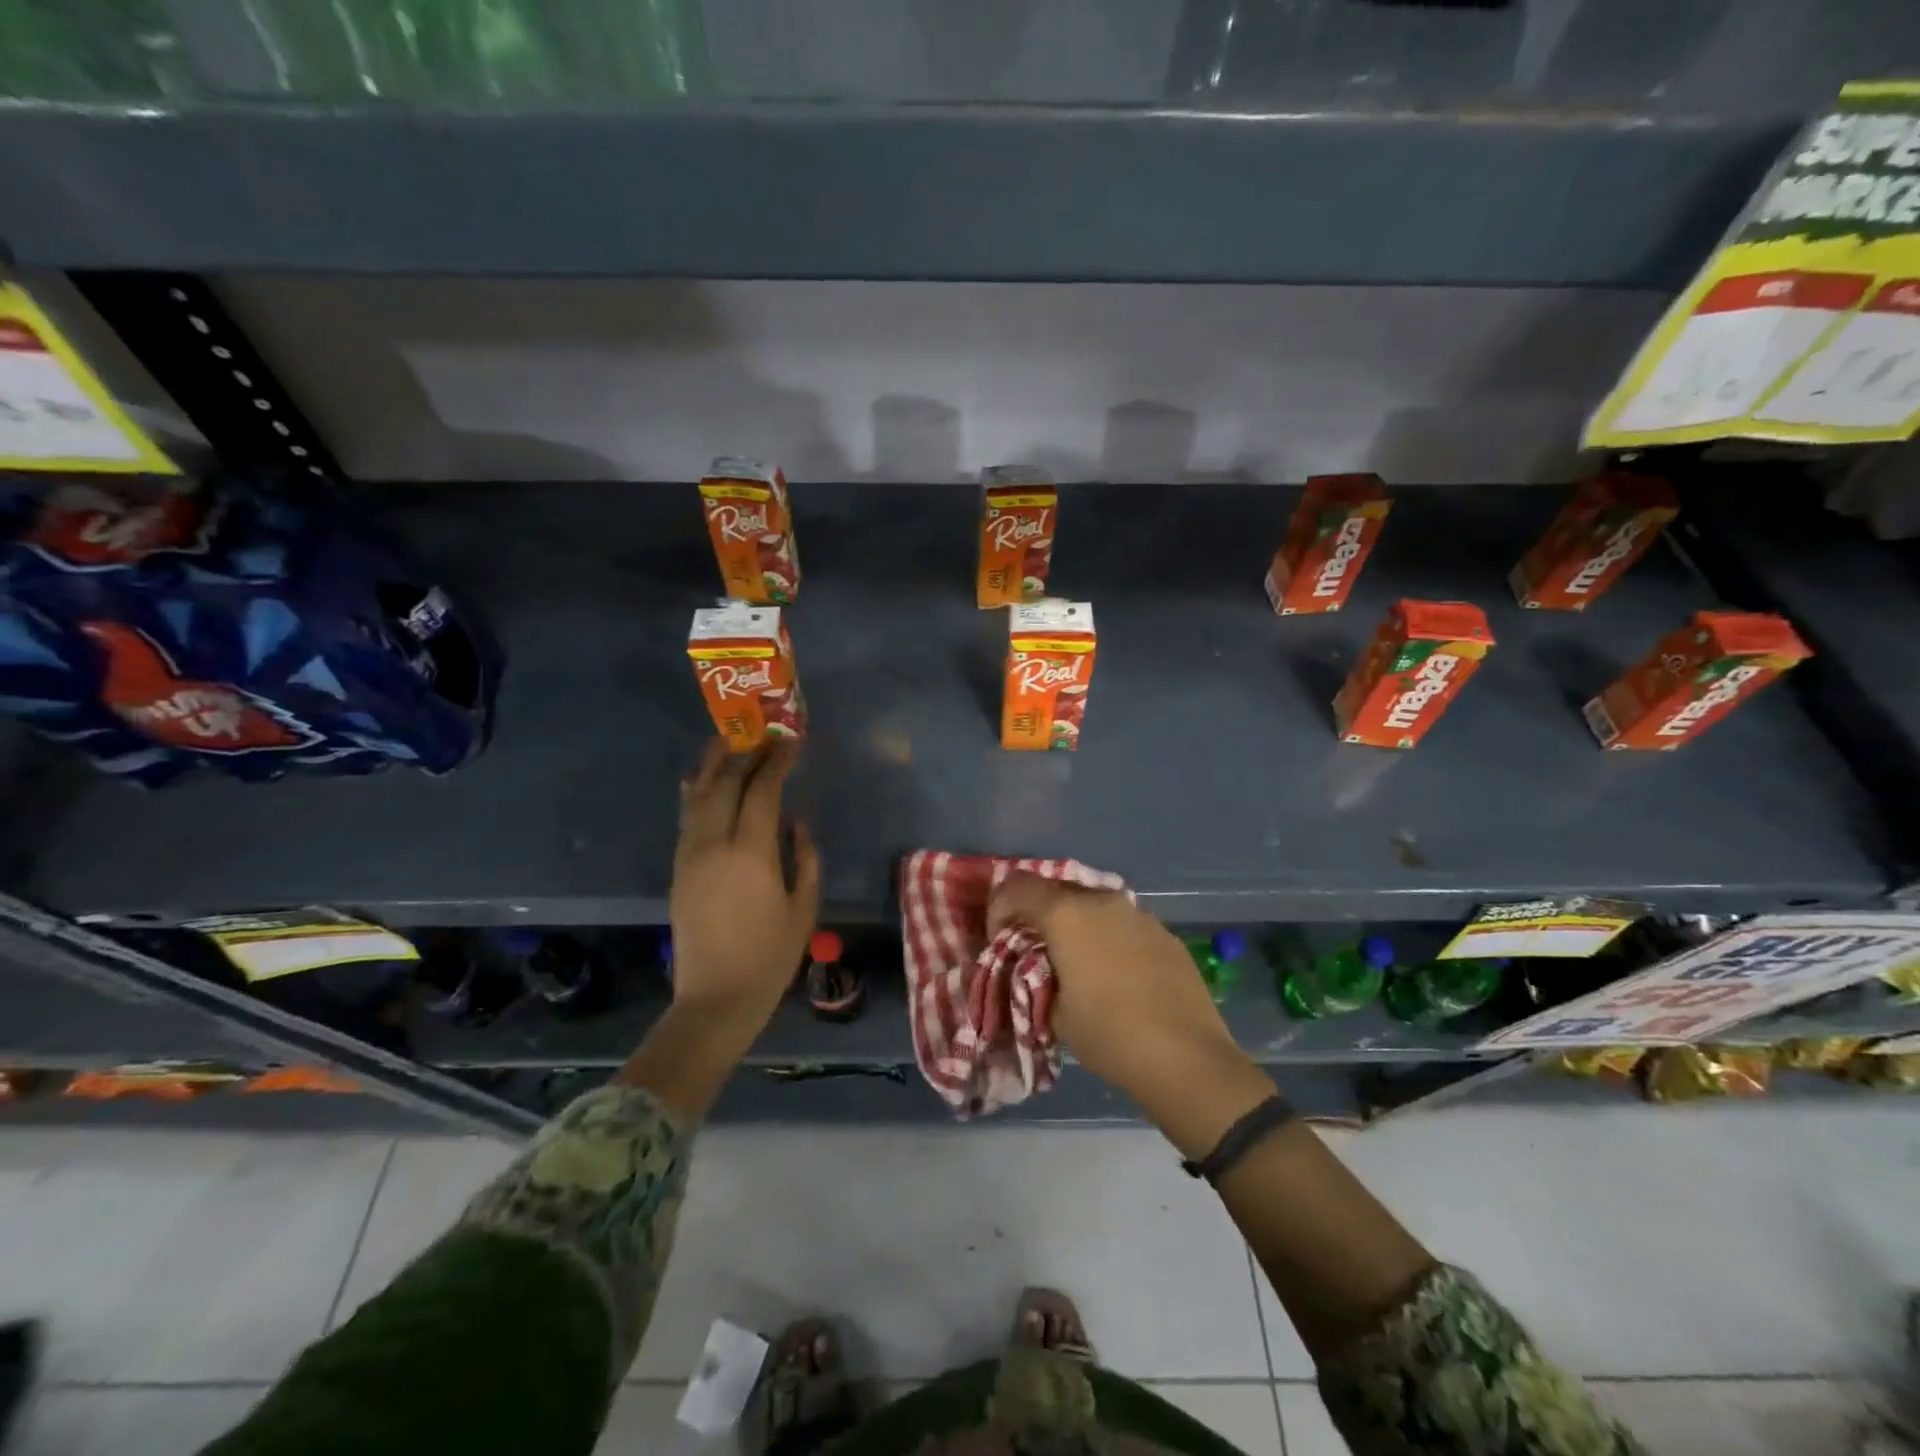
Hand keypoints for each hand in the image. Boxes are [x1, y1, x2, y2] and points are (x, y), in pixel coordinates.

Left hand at [669, 741, 820, 1035]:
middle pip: (725, 783)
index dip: (777, 762)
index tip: (792, 742)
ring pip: (697, 795)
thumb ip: (805, 856)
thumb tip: (798, 820)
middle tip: (765, 736)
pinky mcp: (678, 868)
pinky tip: (699, 778)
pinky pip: (685, 817)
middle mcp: (714, 844)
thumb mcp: (803, 907)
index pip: (762, 791)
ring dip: (714, 764)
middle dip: (746, 754)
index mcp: (751, 853)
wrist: (716, 998)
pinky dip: (694, 791)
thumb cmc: (770, 956)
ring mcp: (690, 855)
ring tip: (728, 740)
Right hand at [989, 874, 1271, 1154]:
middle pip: (1056, 891)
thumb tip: (1036, 967)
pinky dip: (1107, 939)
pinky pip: (1123, 925)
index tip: (1000, 940)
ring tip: (1076, 965)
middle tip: (1034, 951)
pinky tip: (1115, 976)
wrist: (1186, 1058)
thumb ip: (1034, 976)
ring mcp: (1139, 914)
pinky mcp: (1165, 934)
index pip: (1017, 886)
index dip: (999, 908)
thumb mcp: (1053, 1012)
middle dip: (1038, 915)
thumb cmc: (1108, 1034)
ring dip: (1075, 926)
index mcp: (1067, 913)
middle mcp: (1102, 901)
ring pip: (1093, 906)